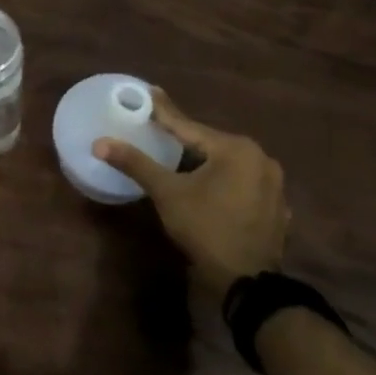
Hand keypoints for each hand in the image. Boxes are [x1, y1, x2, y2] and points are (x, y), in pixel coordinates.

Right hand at [93, 91, 289, 293]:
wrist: (248, 282)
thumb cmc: (205, 227)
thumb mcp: (166, 192)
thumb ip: (135, 163)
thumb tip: (100, 143)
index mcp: (236, 148)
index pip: (188, 125)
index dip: (163, 111)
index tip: (149, 91)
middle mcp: (261, 159)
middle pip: (209, 143)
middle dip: (184, 138)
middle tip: (159, 128)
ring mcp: (274, 185)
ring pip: (227, 163)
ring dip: (203, 160)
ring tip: (180, 156)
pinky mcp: (276, 207)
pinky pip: (241, 182)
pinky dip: (222, 180)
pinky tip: (208, 187)